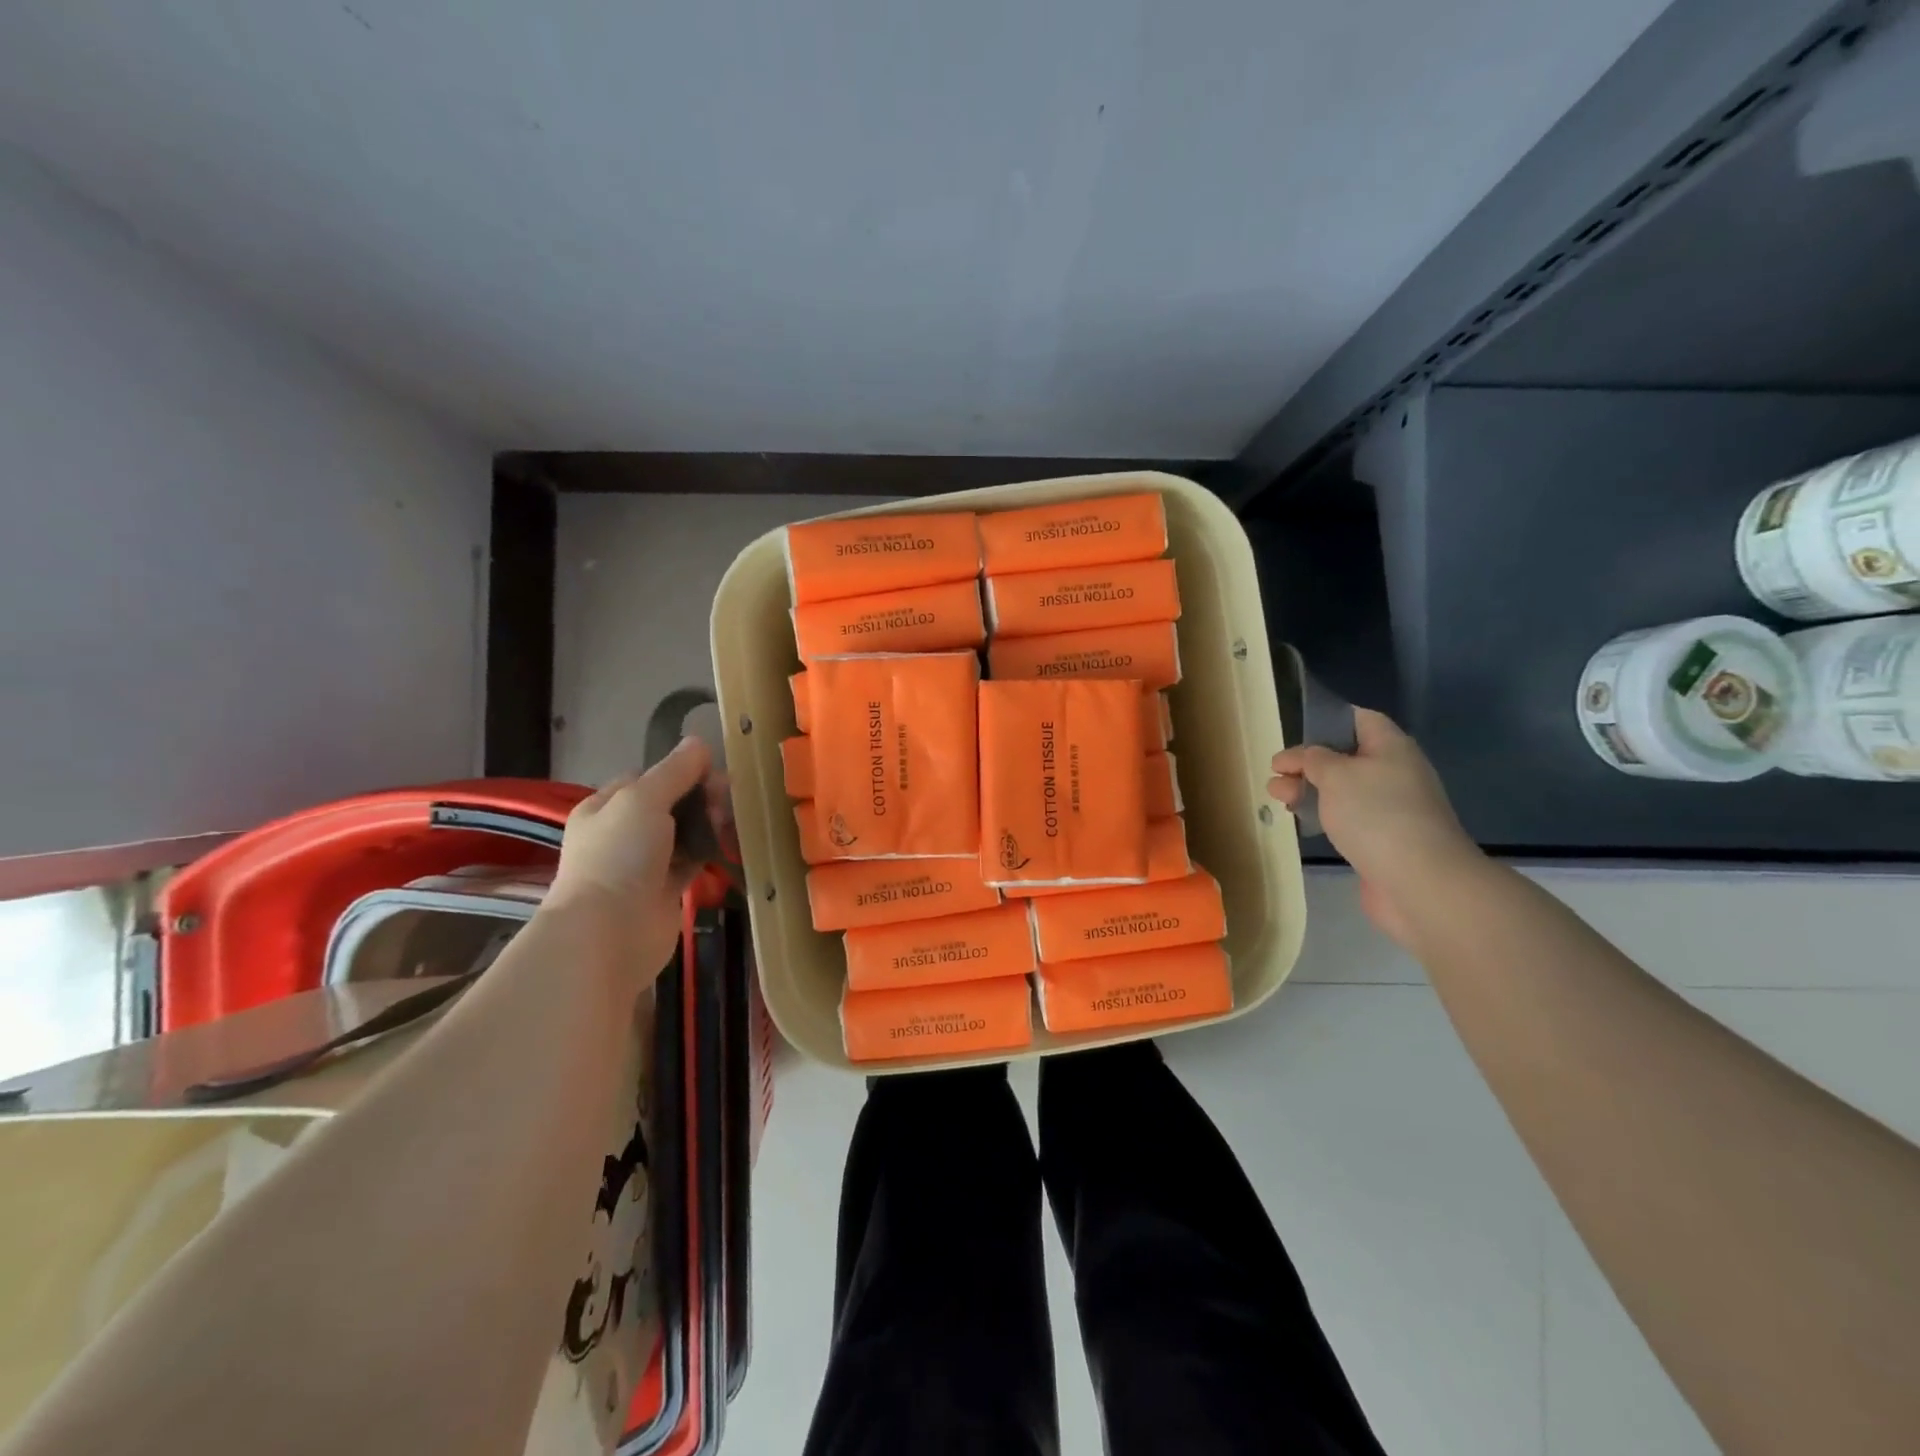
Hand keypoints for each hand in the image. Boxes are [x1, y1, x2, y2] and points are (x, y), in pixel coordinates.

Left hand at [545, 737, 715, 974]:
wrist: (610, 933)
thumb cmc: (620, 856)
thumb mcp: (644, 799)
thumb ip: (675, 770)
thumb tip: (699, 741)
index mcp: (607, 806)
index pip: (649, 777)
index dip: (681, 771)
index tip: (712, 774)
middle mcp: (623, 833)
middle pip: (671, 803)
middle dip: (701, 797)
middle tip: (726, 802)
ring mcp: (645, 864)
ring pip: (685, 832)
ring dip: (709, 824)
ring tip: (732, 823)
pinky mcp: (666, 890)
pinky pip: (694, 861)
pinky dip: (711, 852)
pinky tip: (732, 845)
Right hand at [1268, 708, 1479, 946]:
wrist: (1419, 882)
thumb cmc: (1376, 815)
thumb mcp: (1336, 775)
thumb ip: (1312, 759)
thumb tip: (1301, 757)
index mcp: (1391, 748)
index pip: (1360, 720)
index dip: (1327, 721)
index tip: (1295, 734)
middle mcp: (1395, 773)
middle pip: (1346, 757)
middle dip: (1308, 763)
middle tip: (1275, 774)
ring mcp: (1391, 809)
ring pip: (1344, 790)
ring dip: (1310, 790)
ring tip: (1278, 798)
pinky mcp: (1383, 840)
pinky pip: (1349, 818)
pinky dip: (1323, 815)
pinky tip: (1302, 820)